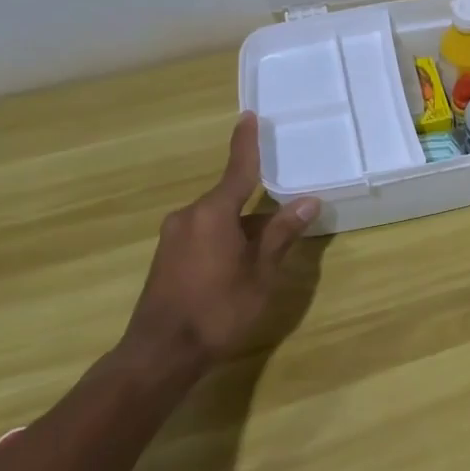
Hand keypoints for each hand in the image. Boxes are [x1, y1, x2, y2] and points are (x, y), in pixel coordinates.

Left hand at [123, 113, 319, 363]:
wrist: (161, 353)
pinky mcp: (167, 257)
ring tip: (268, 246)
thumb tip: (308, 201)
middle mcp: (188, 216)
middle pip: (230, 197)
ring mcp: (174, 237)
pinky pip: (204, 234)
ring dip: (242, 225)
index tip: (249, 117)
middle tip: (285, 210)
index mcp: (213, 213)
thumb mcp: (261, 273)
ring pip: (218, 219)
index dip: (246, 144)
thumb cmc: (218, 309)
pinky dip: (225, 238)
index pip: (237, 170)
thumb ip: (281, 234)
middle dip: (257, 203)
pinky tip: (240, 262)